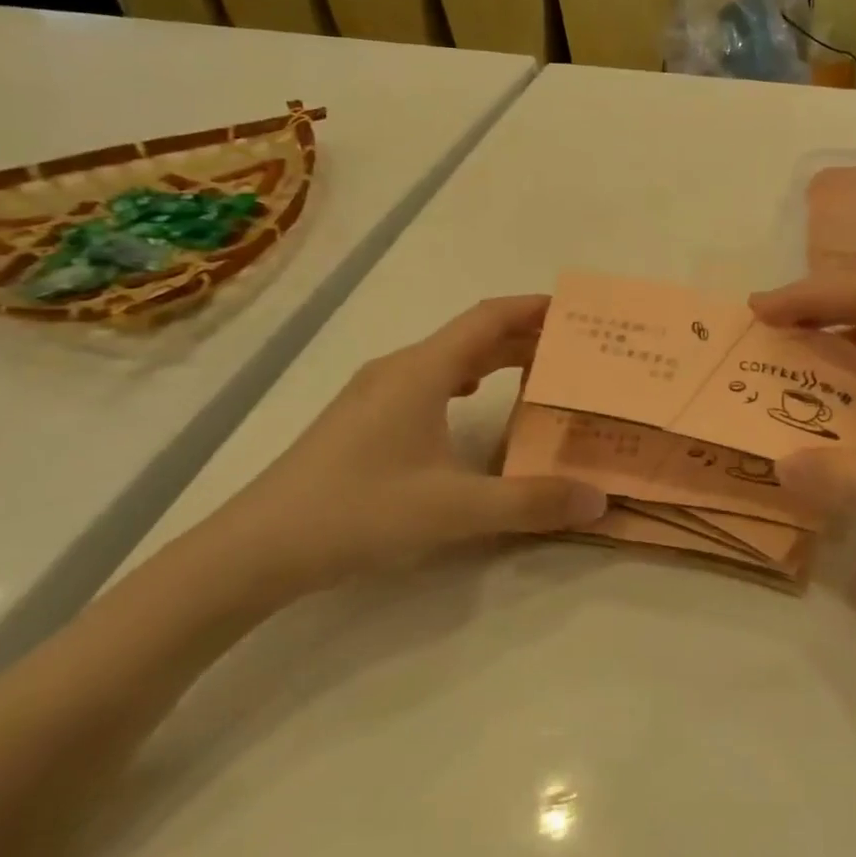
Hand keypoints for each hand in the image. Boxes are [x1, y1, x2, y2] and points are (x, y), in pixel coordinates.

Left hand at [199, 296, 605, 602]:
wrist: (255, 548)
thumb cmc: (358, 512)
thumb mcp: (454, 510)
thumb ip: (530, 502)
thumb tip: (599, 498)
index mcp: (422, 370)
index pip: (488, 318)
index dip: (532, 308)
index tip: (575, 310)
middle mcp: (399, 368)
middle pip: (471, 335)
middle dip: (523, 336)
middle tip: (572, 350)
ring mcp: (374, 392)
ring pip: (447, 359)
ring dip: (493, 358)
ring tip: (535, 373)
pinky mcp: (361, 418)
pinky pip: (426, 381)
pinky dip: (463, 380)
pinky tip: (471, 403)